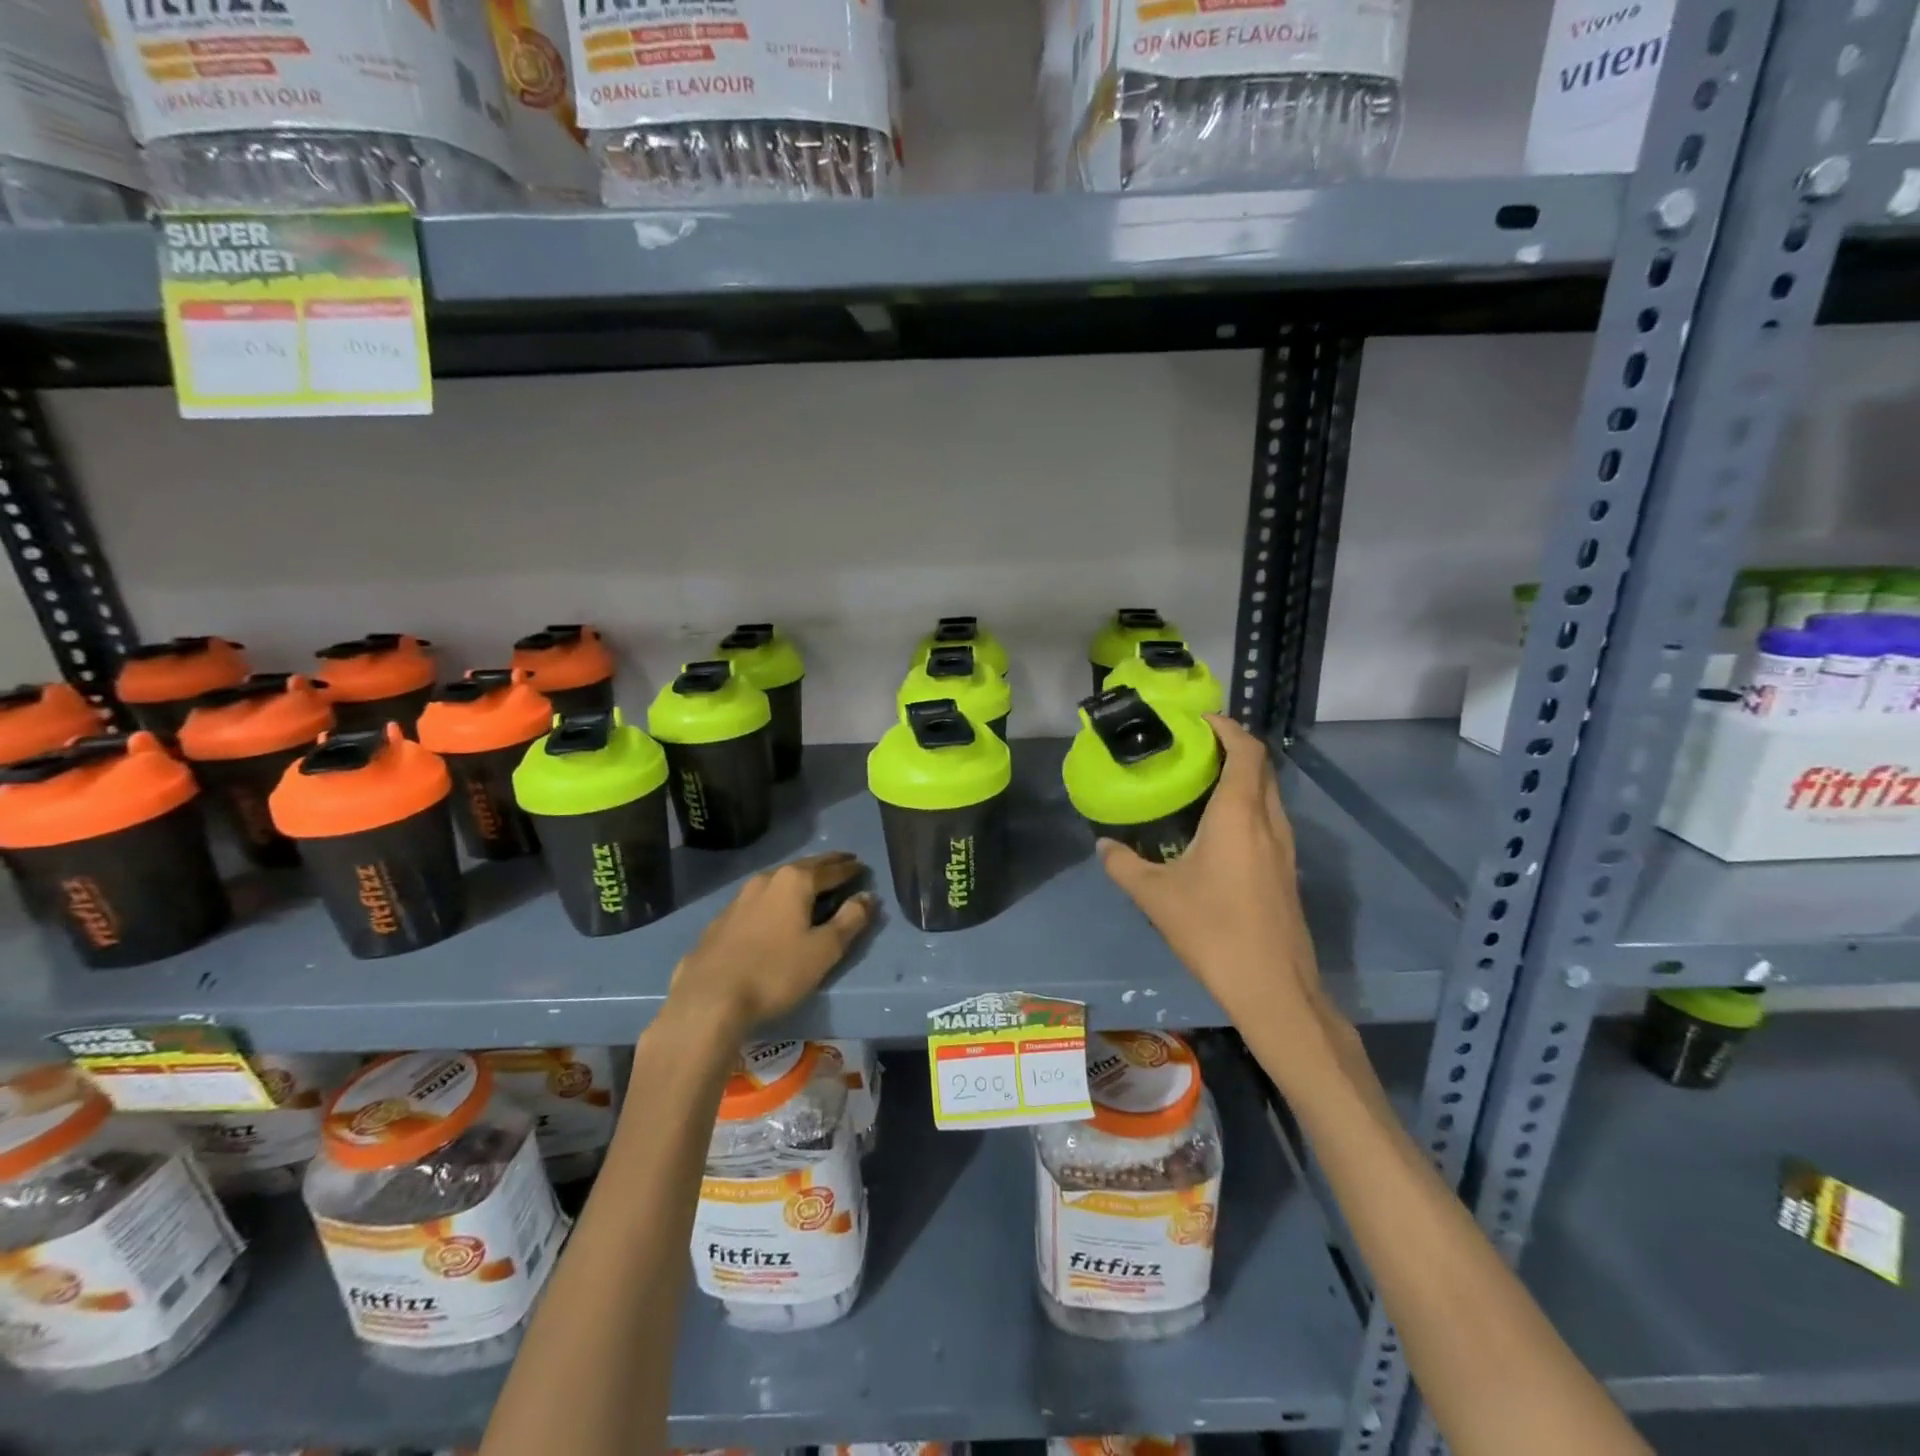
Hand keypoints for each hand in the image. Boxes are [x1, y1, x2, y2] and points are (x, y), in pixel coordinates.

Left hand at [668, 852, 874, 1039]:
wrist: (708, 999)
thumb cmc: (775, 972)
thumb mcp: (824, 949)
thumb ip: (850, 920)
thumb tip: (868, 896)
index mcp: (794, 882)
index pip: (831, 869)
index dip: (849, 869)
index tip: (862, 866)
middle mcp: (766, 880)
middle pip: (803, 867)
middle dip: (825, 865)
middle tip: (843, 863)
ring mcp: (739, 899)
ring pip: (777, 881)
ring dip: (798, 879)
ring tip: (811, 884)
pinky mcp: (721, 920)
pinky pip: (758, 900)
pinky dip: (775, 898)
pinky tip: (774, 911)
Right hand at [1097, 716, 1324, 1032]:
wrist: (1273, 986)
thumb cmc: (1213, 930)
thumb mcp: (1155, 896)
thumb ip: (1124, 865)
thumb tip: (1103, 845)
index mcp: (1240, 814)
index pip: (1246, 751)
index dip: (1226, 728)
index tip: (1198, 721)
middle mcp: (1269, 821)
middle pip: (1261, 768)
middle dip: (1233, 748)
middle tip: (1193, 748)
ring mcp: (1285, 847)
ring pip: (1268, 794)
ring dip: (1242, 778)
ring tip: (1202, 782)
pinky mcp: (1287, 870)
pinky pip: (1269, 819)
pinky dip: (1247, 805)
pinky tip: (1218, 829)